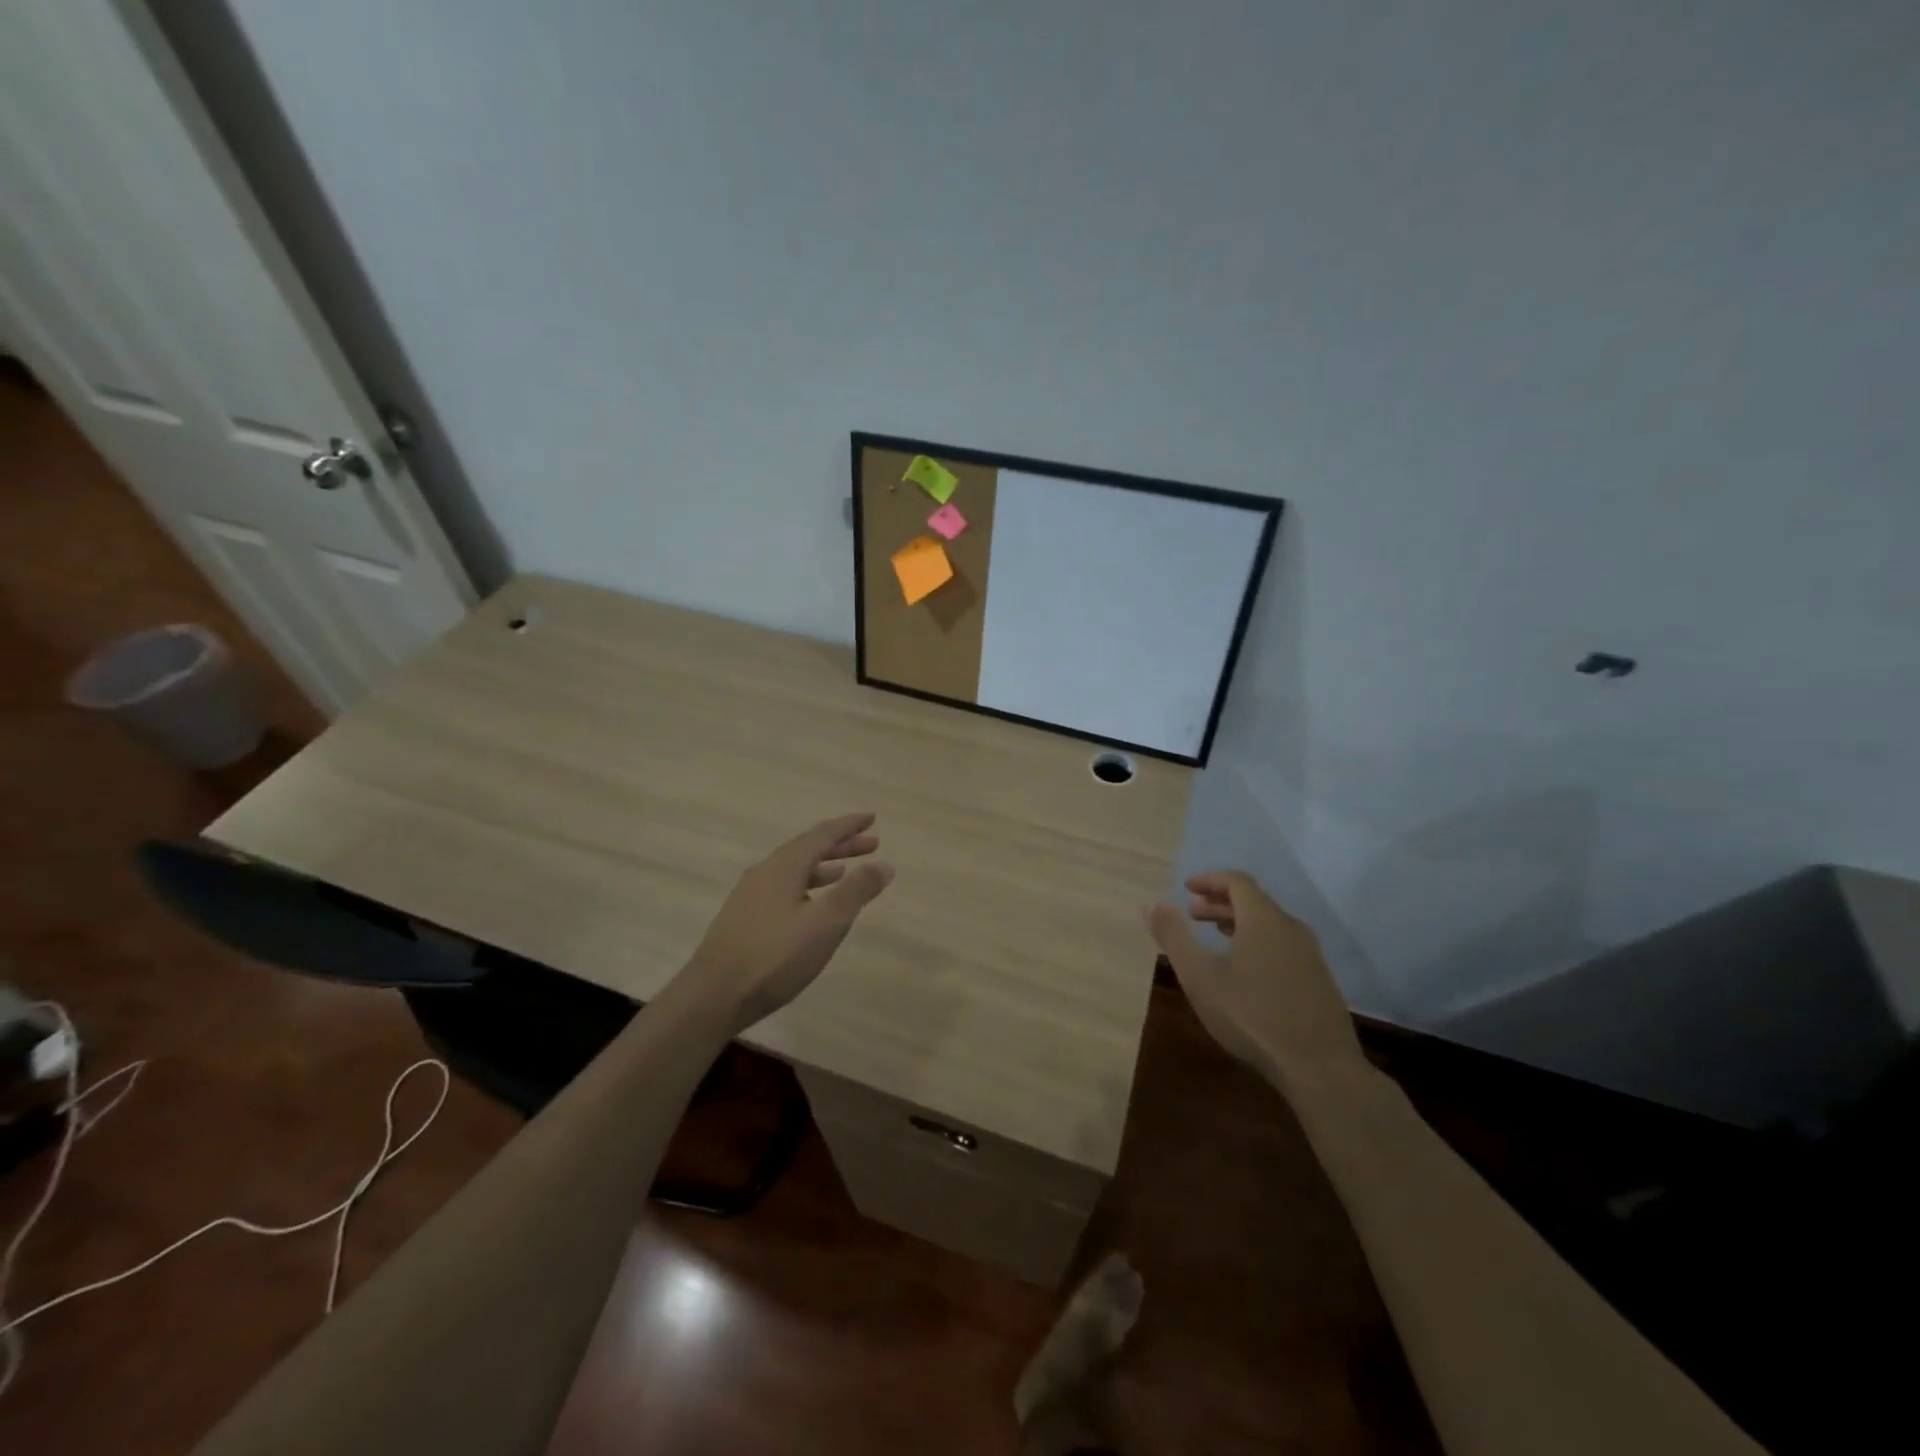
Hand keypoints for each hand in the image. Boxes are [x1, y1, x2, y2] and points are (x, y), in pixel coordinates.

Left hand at [684, 812, 894, 1031]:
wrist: (713, 997)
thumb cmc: (775, 956)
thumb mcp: (826, 923)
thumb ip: (856, 891)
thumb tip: (884, 863)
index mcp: (784, 866)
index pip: (822, 834)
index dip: (848, 826)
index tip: (871, 818)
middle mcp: (765, 872)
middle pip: (807, 849)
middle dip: (840, 845)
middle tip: (872, 843)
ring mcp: (750, 896)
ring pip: (794, 870)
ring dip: (823, 867)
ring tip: (845, 871)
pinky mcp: (744, 919)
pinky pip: (783, 888)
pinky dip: (806, 886)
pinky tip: (811, 906)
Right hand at [1146, 871, 1364, 1087]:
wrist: (1319, 1068)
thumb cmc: (1251, 1016)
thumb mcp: (1200, 977)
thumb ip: (1174, 937)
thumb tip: (1151, 904)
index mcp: (1263, 919)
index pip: (1236, 881)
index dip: (1209, 880)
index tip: (1187, 889)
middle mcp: (1290, 927)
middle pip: (1253, 901)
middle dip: (1220, 902)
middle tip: (1193, 915)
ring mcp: (1310, 954)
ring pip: (1270, 923)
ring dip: (1239, 922)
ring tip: (1216, 936)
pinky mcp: (1319, 978)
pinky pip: (1283, 943)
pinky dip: (1258, 941)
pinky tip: (1246, 970)